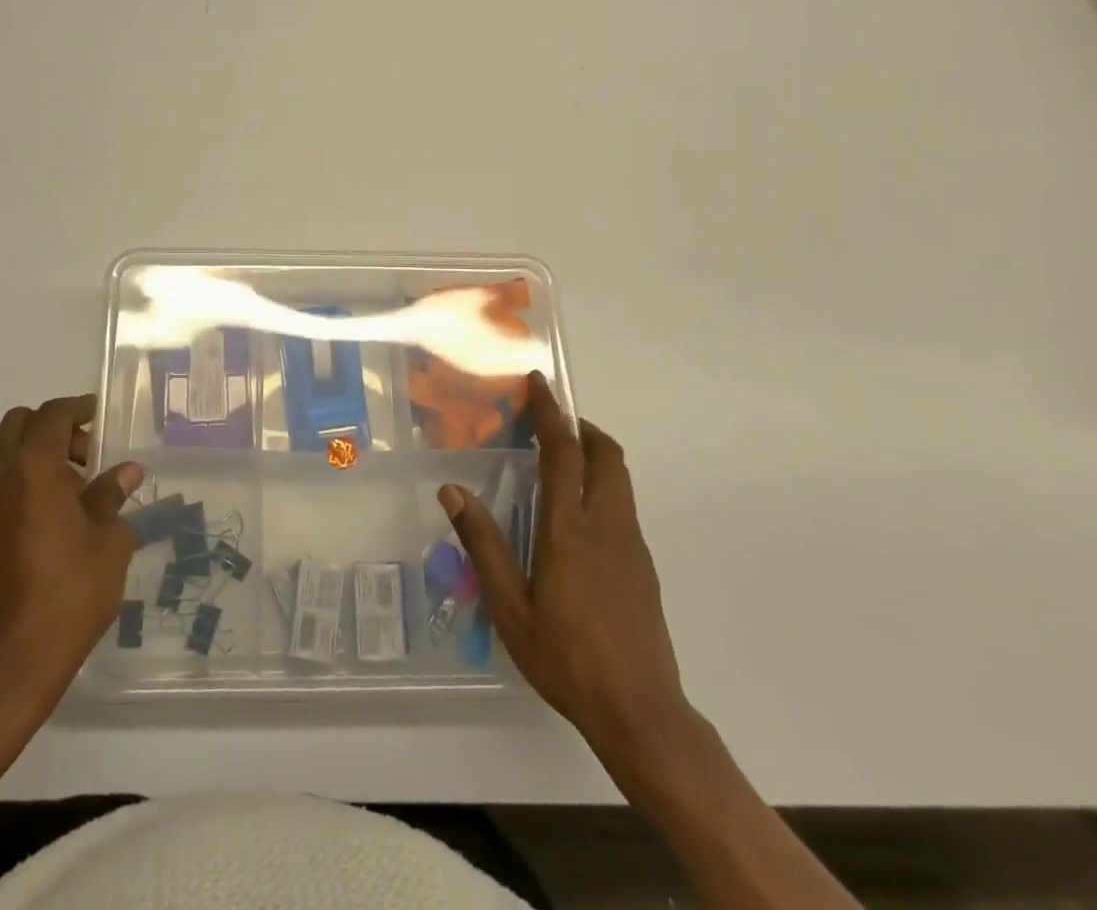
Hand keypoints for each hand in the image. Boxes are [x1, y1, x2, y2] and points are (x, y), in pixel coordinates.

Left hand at [0, 394, 142, 712]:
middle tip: (86, 455)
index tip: (101, 416)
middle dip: (54, 428)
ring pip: (4, 454)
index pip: (53, 415)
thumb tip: (126, 473)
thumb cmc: (70, 592)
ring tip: (73, 491)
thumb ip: (112, 497)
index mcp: (32, 468)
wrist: (12, 661)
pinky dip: (20, 482)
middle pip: (19, 425)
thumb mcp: (108, 541)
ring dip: (36, 455)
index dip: (79, 409)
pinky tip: (49, 517)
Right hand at [438, 373, 690, 779]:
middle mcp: (608, 525)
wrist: (641, 712)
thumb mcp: (510, 606)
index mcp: (571, 529)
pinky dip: (601, 486)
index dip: (551, 413)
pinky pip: (623, 506)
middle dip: (582, 427)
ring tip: (558, 463)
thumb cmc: (566, 657)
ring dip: (594, 455)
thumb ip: (483, 544)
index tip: (539, 384)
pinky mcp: (644, 566)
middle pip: (607, 454)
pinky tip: (575, 519)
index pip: (565, 452)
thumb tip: (452, 490)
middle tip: (549, 424)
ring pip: (620, 478)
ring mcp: (632, 546)